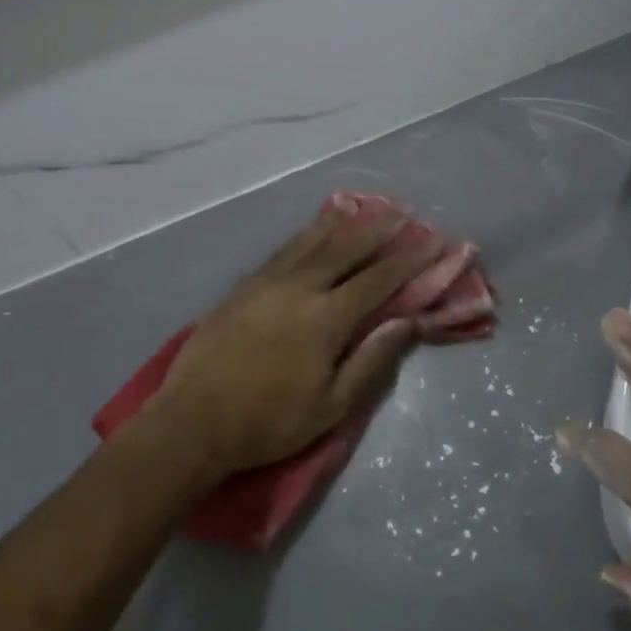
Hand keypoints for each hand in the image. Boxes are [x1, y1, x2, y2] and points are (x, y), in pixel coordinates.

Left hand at [115, 205, 440, 479]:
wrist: (192, 423)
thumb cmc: (269, 422)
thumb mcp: (332, 406)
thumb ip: (372, 360)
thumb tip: (409, 321)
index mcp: (326, 318)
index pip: (380, 279)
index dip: (412, 259)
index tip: (437, 241)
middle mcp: (299, 288)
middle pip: (348, 249)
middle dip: (381, 229)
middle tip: (406, 212)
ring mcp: (267, 283)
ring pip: (313, 242)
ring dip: (345, 223)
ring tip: (366, 207)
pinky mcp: (244, 287)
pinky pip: (284, 250)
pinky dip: (307, 234)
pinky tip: (316, 227)